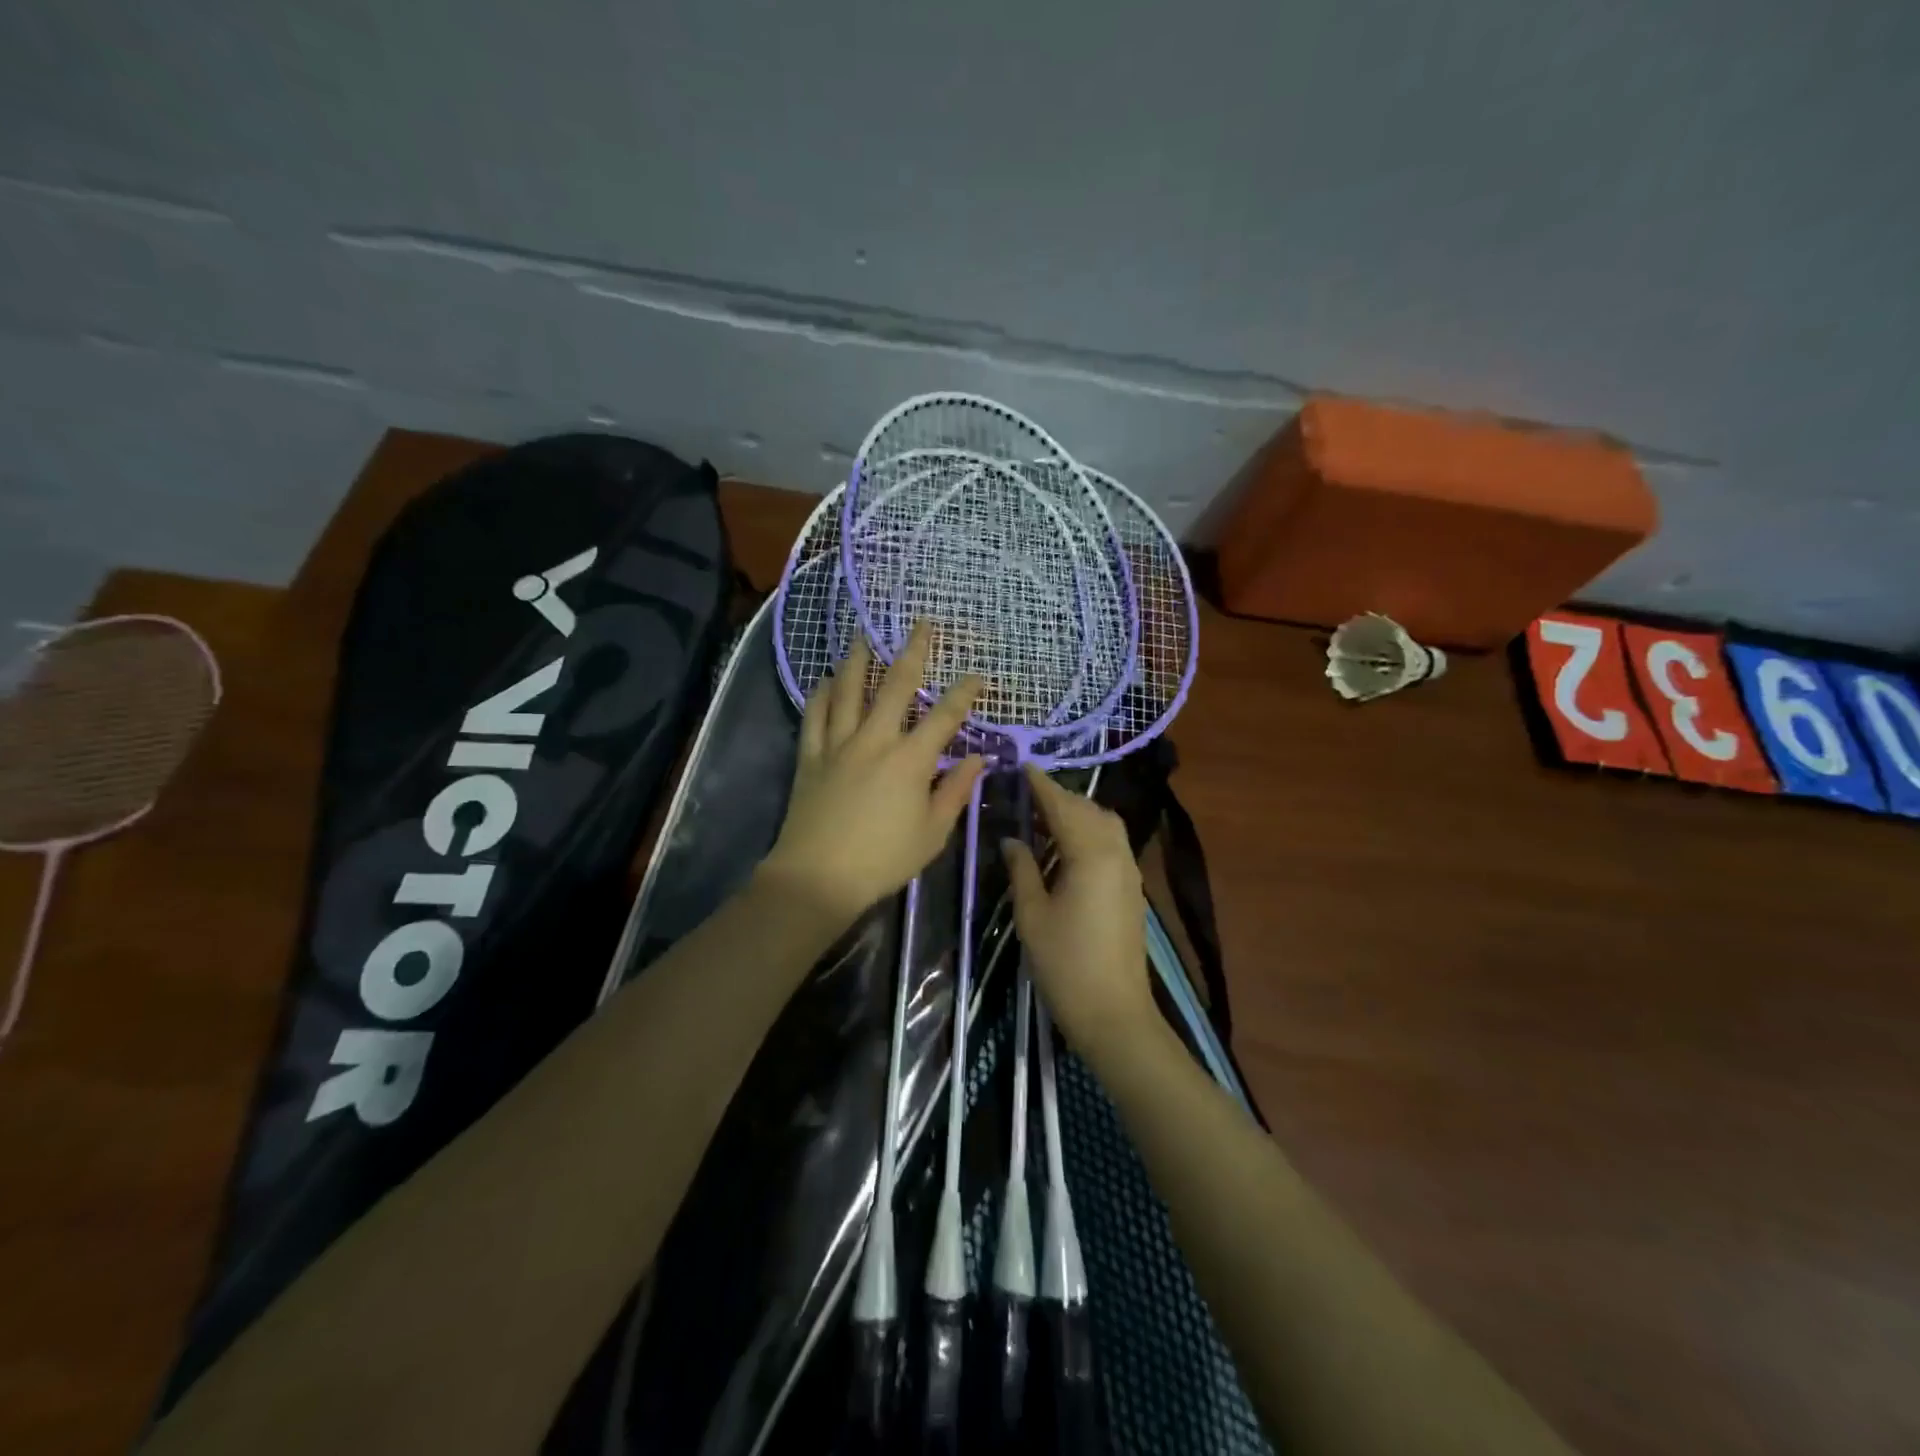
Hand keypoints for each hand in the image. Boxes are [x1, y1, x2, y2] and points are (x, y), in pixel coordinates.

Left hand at [760, 623, 984, 926]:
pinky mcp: (810, 756)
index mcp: (911, 760)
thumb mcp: (933, 833)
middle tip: (923, 623)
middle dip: (914, 651)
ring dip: (861, 658)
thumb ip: (955, 791)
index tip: (978, 675)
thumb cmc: (883, 860)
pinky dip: (822, 692)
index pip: (946, 716)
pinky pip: (814, 715)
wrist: (817, 877)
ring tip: (865, 634)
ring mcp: (838, 744)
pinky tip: (826, 678)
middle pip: (897, 685)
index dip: (965, 692)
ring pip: (850, 689)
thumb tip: (977, 759)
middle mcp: (875, 739)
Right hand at [1002, 764, 1152, 1050]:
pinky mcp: (1132, 888)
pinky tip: (1066, 846)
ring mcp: (1129, 870)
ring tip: (1043, 816)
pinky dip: (1088, 832)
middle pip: (1088, 810)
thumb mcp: (1032, 915)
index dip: (1041, 785)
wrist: (1115, 1013)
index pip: (1062, 806)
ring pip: (1104, 824)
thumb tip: (1012, 839)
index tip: (1021, 766)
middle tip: (1026, 793)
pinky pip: (1111, 843)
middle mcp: (1116, 853)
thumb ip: (1022, 869)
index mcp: (1090, 854)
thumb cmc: (1066, 964)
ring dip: (1076, 813)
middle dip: (1059, 797)